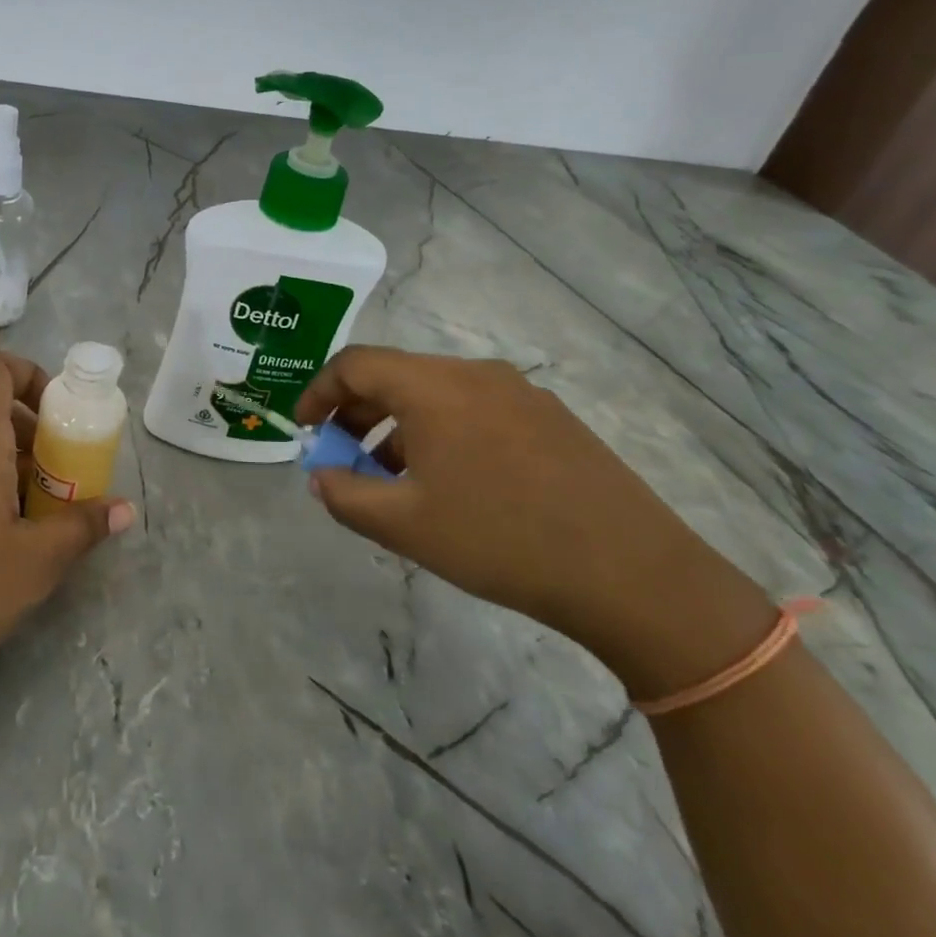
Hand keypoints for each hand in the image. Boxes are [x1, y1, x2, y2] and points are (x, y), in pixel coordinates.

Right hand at [295, 346, 771, 693]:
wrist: (631, 572)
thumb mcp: (404, 525)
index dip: (318, 392)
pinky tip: (450, 483)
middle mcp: (474, 373)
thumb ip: (345, 495)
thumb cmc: (500, 540)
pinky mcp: (550, 417)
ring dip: (399, 426)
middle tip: (342, 457)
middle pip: (396, 375)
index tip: (304, 429)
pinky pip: (474, 409)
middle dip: (356, 413)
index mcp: (433, 387)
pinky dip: (441, 432)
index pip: (355, 364)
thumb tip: (320, 476)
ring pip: (436, 394)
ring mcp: (519, 392)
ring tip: (393, 479)